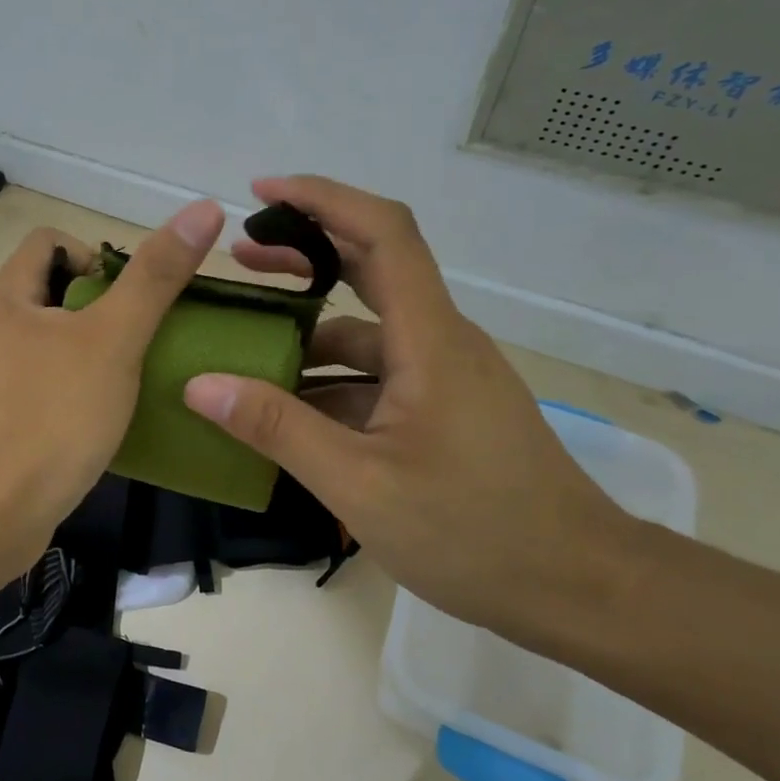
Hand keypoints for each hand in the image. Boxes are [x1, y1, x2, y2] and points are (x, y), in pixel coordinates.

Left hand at [0, 200, 225, 561]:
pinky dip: (72, 385)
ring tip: (128, 374)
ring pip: (47, 340)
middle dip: (99, 306)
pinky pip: (40, 382)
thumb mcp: (114, 339)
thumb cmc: (53, 417)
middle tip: (138, 338)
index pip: (50, 241)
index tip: (129, 296)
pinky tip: (101, 414)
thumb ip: (155, 277)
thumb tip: (203, 208)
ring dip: (88, 347)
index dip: (95, 255)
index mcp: (5, 297)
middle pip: (51, 290)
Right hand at [184, 176, 634, 629]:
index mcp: (429, 339)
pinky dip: (332, 382)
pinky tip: (292, 413)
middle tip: (239, 263)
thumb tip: (200, 384)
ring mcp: (446, 377)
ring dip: (310, 335)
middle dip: (303, 256)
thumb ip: (277, 429)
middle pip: (372, 268)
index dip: (322, 199)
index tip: (262, 193)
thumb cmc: (474, 531)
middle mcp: (441, 341)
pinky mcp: (446, 409)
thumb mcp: (359, 483)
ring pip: (369, 334)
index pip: (382, 233)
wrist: (579, 587)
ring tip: (247, 354)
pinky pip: (378, 376)